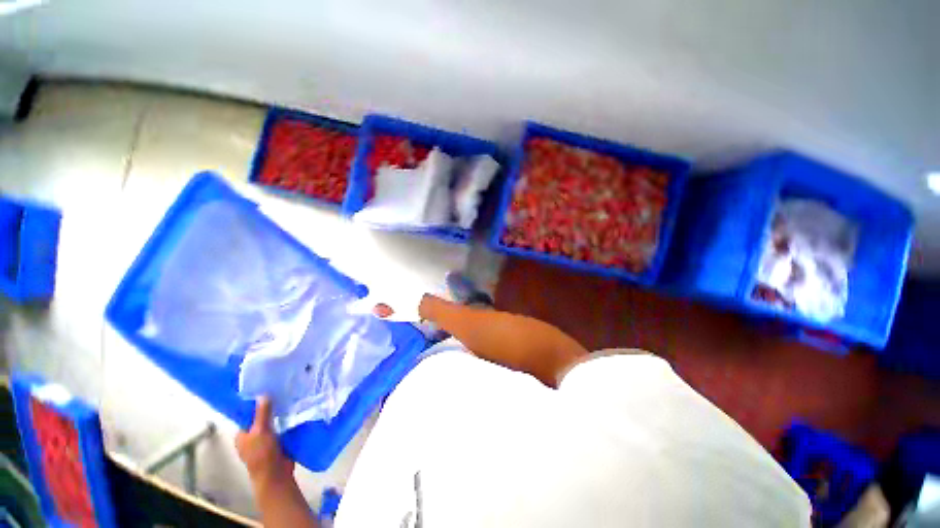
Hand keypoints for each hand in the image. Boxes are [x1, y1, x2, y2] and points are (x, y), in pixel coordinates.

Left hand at [235, 397, 293, 486]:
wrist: (276, 476)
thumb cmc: (263, 454)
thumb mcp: (261, 431)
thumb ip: (262, 413)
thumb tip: (262, 394)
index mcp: (242, 435)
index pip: (247, 415)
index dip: (255, 402)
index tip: (267, 389)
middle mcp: (252, 437)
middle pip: (261, 417)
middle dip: (271, 407)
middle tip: (283, 391)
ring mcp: (265, 440)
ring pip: (273, 422)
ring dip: (281, 414)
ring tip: (292, 398)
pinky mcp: (277, 442)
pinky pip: (282, 428)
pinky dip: (287, 421)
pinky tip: (297, 412)